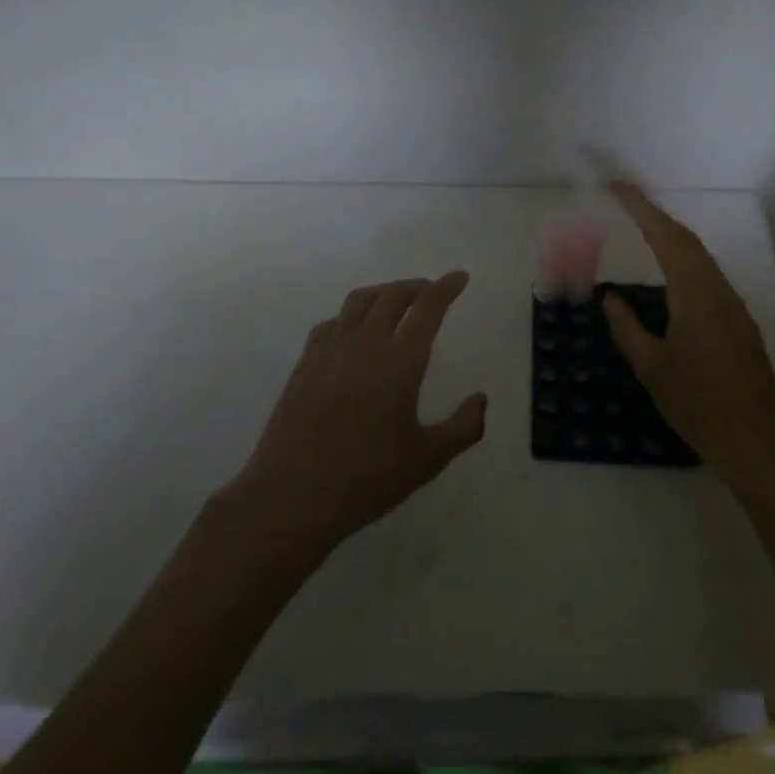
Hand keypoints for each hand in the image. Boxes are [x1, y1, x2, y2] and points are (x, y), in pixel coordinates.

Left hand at [227, 273, 486, 557]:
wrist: (293, 496)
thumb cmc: (367, 479)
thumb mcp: (427, 460)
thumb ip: (463, 427)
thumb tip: (481, 399)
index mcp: (401, 360)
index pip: (428, 307)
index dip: (446, 287)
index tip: (459, 277)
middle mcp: (366, 343)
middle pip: (394, 295)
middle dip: (418, 286)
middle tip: (432, 291)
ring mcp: (331, 350)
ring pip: (359, 301)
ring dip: (383, 292)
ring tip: (395, 301)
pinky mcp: (305, 364)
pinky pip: (331, 323)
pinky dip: (349, 316)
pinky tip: (352, 332)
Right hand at [603, 184, 774, 490]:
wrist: (759, 444)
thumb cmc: (699, 406)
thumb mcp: (652, 368)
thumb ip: (627, 328)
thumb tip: (610, 298)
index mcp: (694, 295)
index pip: (666, 237)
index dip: (641, 208)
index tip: (617, 189)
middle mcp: (718, 291)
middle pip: (687, 240)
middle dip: (655, 215)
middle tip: (624, 202)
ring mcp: (734, 306)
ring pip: (701, 257)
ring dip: (672, 236)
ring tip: (642, 229)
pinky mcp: (741, 323)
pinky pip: (709, 276)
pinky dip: (685, 260)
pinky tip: (671, 275)